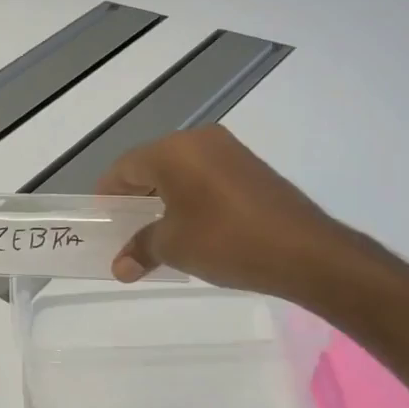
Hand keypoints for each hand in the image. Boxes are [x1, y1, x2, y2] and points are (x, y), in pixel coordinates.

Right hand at [97, 125, 350, 298]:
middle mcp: (199, 140)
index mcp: (173, 150)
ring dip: (163, 200)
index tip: (101, 221)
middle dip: (135, 198)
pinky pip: (206, 178)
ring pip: (181, 171)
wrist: (306, 252)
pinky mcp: (252, 169)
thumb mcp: (174, 247)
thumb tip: (119, 267)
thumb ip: (141, 249)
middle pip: (152, 165)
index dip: (107, 195)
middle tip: (125, 230)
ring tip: (157, 234)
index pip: (124, 167)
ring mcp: (230, 152)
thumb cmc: (226, 241)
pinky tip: (192, 229)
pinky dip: (191, 199)